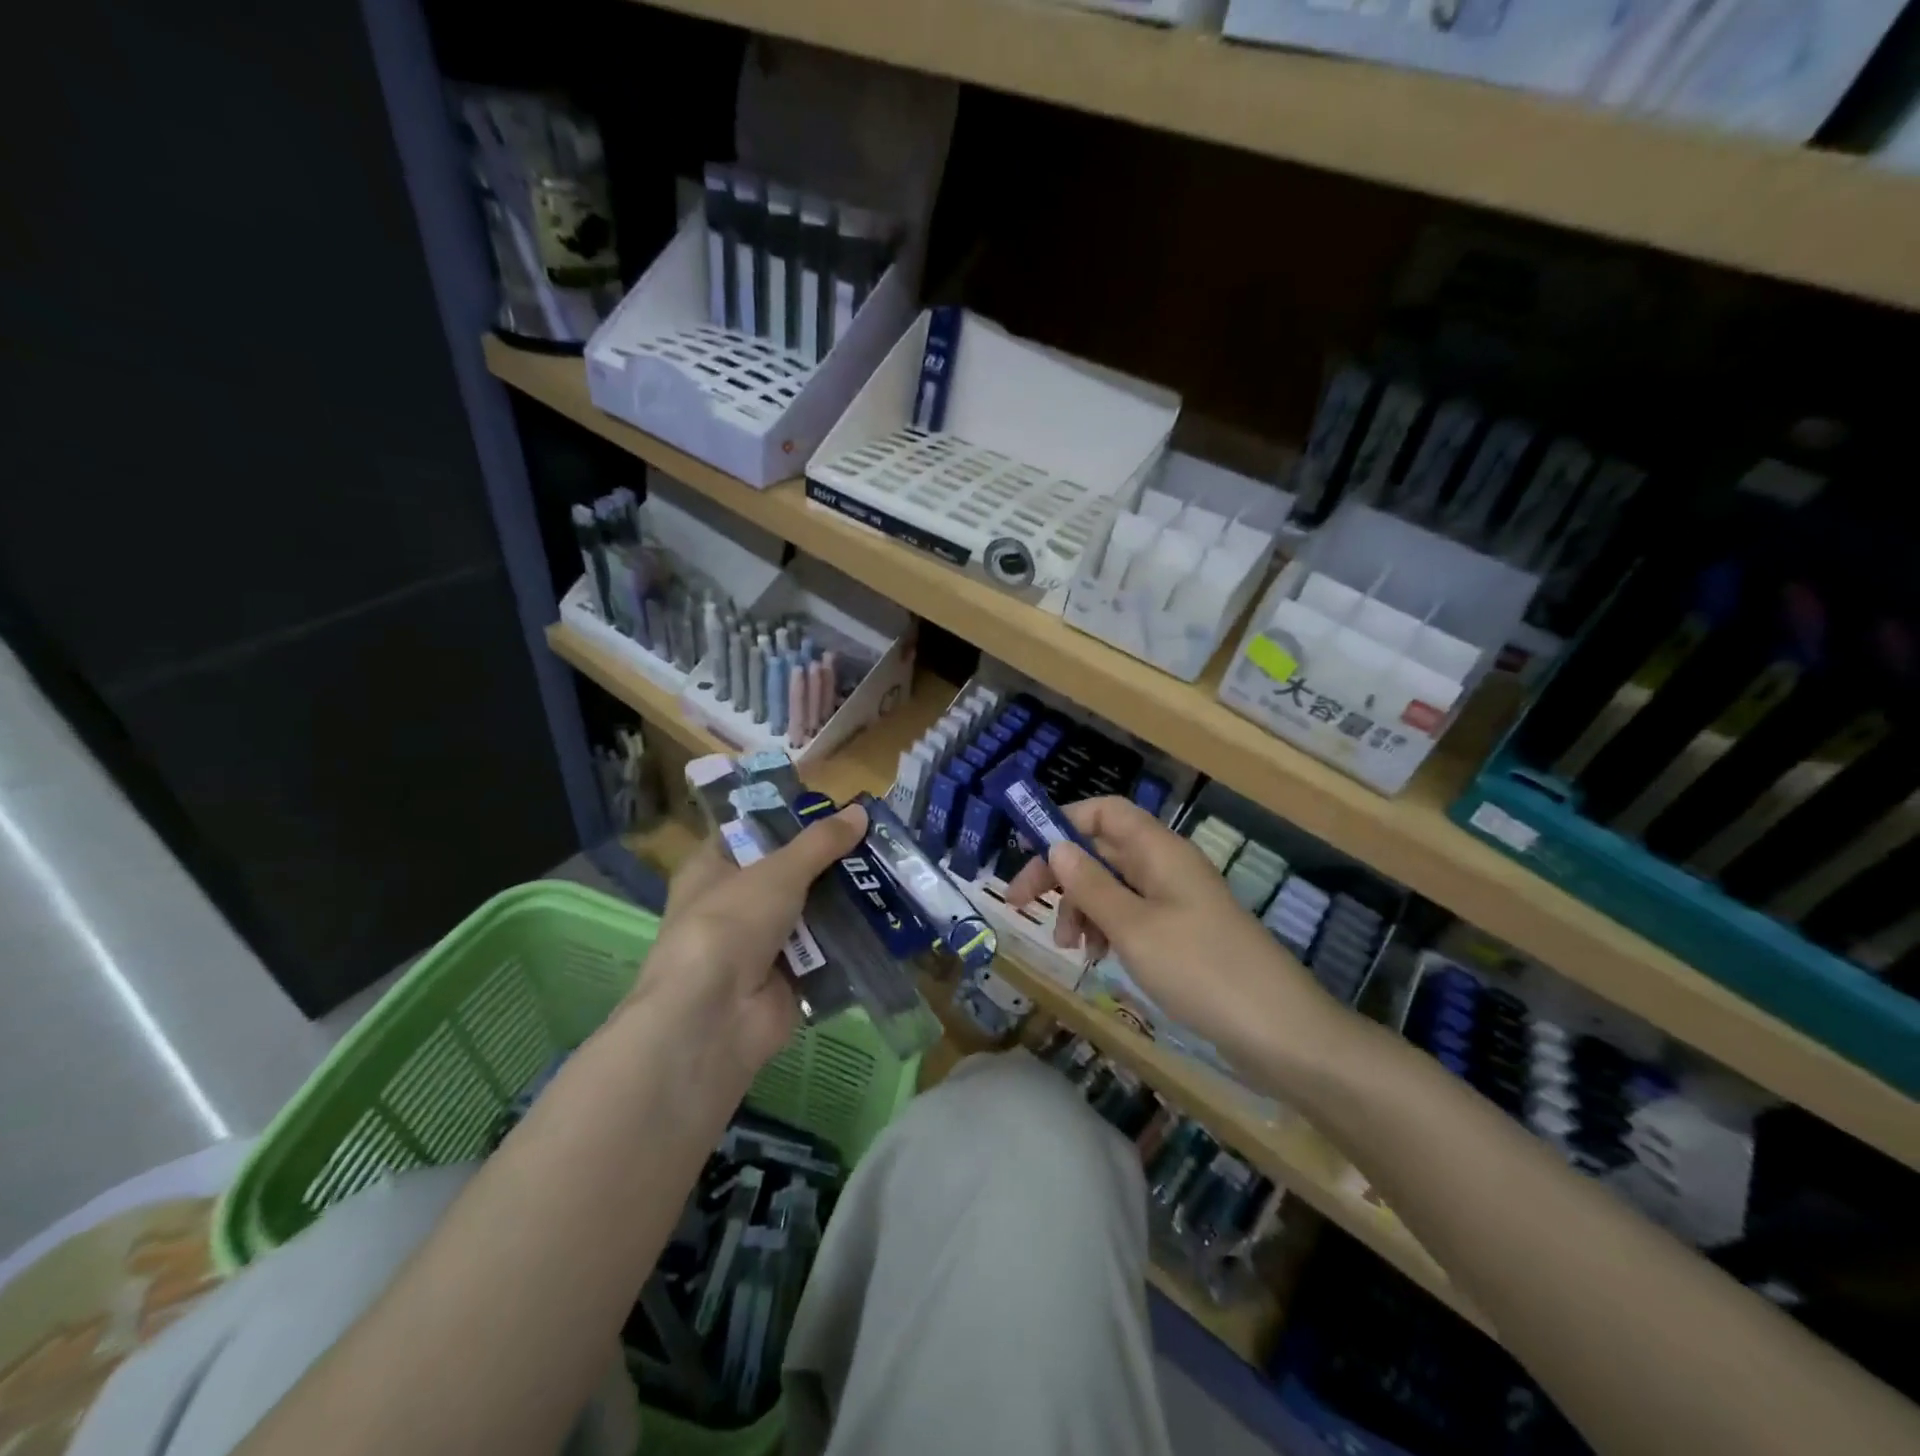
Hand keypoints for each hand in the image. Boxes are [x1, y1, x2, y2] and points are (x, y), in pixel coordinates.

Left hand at [627, 803, 867, 1081]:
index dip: (787, 818)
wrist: (715, 1017)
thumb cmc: (731, 924)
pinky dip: (849, 939)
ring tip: (891, 872)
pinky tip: (887, 918)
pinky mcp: (787, 979)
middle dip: (828, 860)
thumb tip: (860, 811)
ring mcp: (760, 945)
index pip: (750, 833)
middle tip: (875, 838)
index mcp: (712, 869)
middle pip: (788, 872)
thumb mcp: (778, 871)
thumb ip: (820, 843)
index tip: (832, 806)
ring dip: (845, 898)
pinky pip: (824, 951)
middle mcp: (733, 904)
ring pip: (810, 911)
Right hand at [1005, 797, 1347, 1085]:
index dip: (1064, 822)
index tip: (1027, 853)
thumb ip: (1091, 886)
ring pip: (1113, 885)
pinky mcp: (1182, 933)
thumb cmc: (1201, 970)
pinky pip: (1132, 915)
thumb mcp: (1134, 928)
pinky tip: (1098, 957)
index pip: (1105, 812)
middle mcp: (1166, 866)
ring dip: (1082, 907)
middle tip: (1022, 905)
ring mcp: (1176, 900)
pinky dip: (1107, 929)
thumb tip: (1056, 847)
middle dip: (1061, 873)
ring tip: (1069, 946)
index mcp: (1159, 850)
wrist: (1281, 1032)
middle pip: (1102, 849)